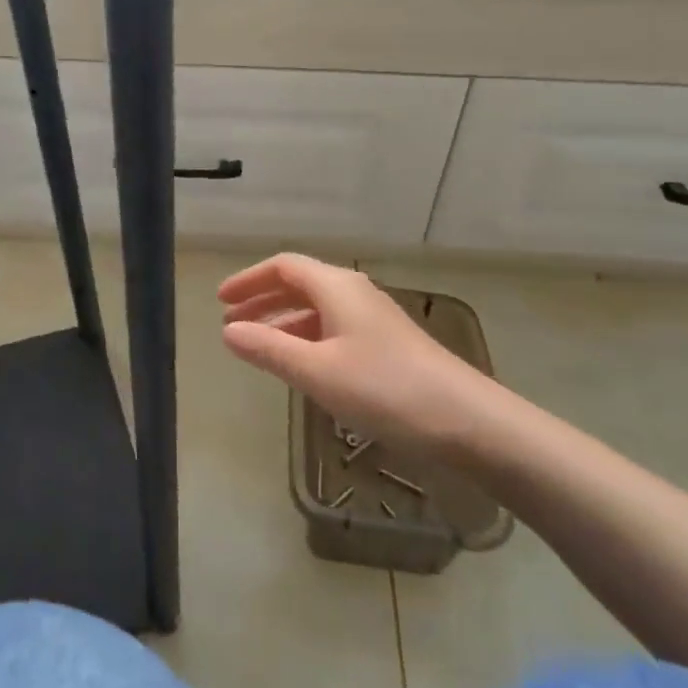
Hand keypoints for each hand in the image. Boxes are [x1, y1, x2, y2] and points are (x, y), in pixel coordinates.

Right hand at [219, 254, 495, 450]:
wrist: (466, 420)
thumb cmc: (384, 388)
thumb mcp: (316, 371)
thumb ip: (269, 349)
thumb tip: (227, 332)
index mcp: (336, 287)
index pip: (283, 267)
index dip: (249, 280)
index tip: (221, 301)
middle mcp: (354, 293)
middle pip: (300, 285)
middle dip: (263, 301)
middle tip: (231, 325)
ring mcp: (374, 319)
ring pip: (317, 309)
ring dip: (283, 323)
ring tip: (257, 347)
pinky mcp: (387, 345)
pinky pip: (334, 329)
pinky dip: (307, 339)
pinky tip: (301, 366)